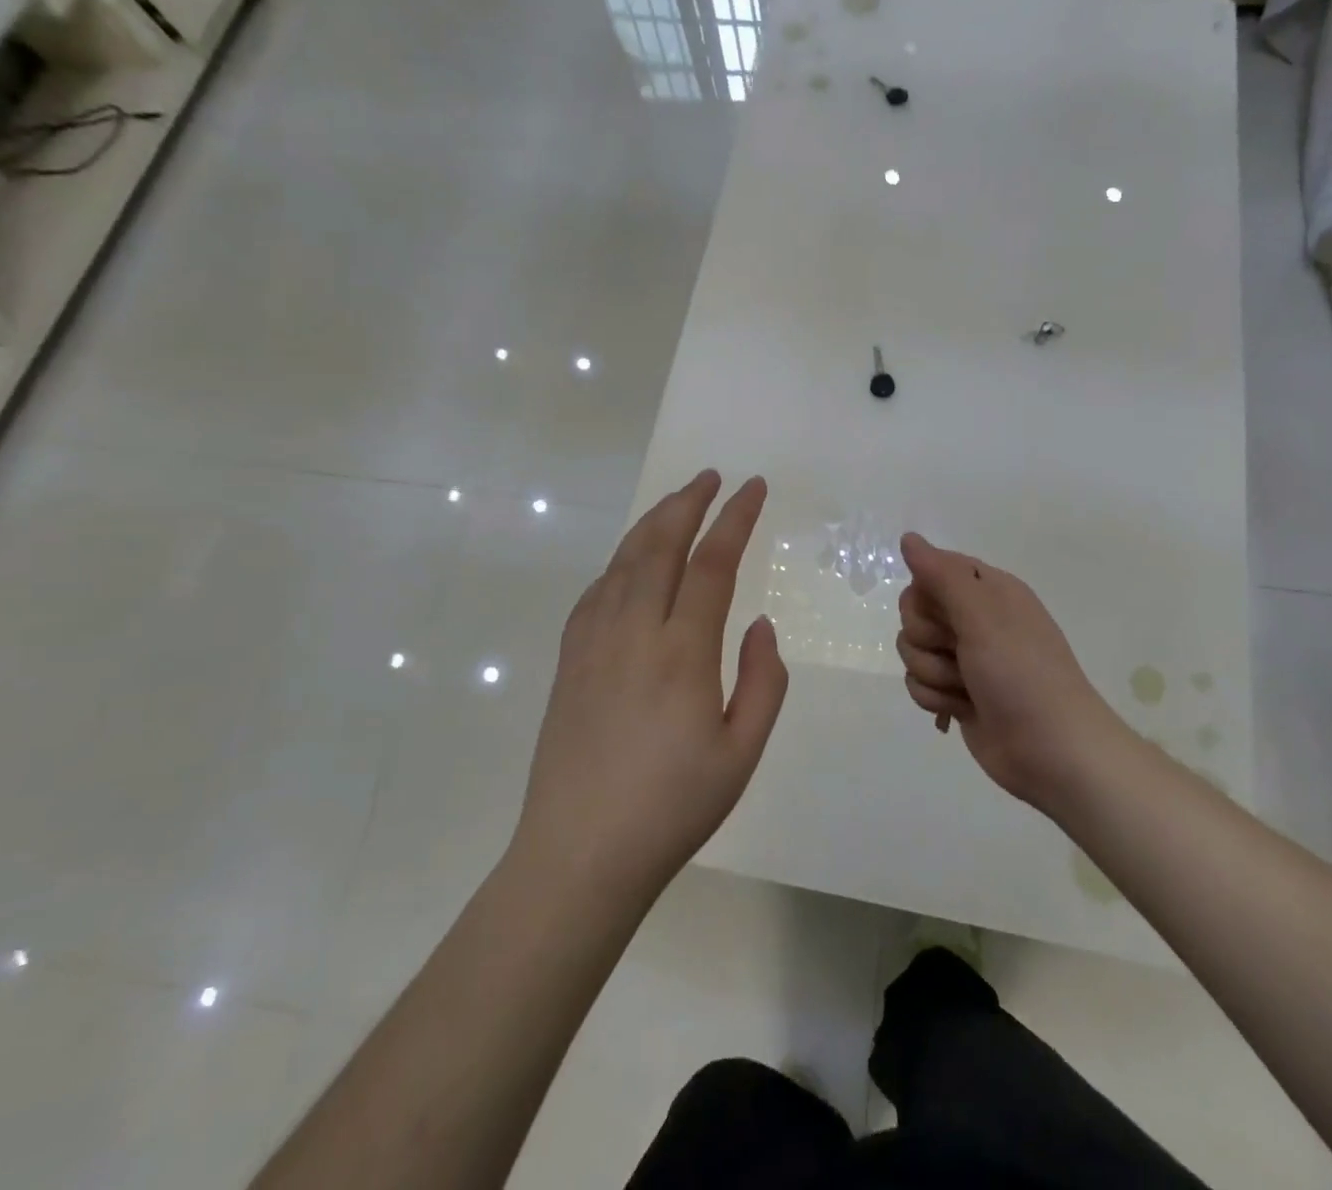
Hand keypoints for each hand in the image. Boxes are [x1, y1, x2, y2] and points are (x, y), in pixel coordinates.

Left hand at [513, 471, 787, 899]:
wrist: (578, 855)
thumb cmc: (672, 808)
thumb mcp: (742, 753)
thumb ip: (762, 681)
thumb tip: (759, 624)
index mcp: (682, 653)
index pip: (712, 563)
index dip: (734, 518)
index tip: (752, 487)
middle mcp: (633, 633)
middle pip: (660, 546)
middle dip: (688, 502)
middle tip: (711, 476)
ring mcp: (593, 644)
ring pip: (623, 561)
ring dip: (652, 523)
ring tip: (676, 502)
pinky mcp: (568, 661)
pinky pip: (595, 591)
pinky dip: (619, 562)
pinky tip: (630, 562)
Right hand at [896, 533, 1123, 812]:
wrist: (1053, 752)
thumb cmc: (1022, 675)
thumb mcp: (983, 616)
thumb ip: (942, 575)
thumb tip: (909, 537)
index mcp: (989, 591)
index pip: (931, 572)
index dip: (927, 596)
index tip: (945, 615)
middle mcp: (975, 619)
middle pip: (914, 613)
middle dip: (927, 639)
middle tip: (959, 653)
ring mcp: (965, 659)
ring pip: (912, 651)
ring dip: (933, 673)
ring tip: (967, 689)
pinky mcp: (956, 693)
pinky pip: (918, 684)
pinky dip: (936, 699)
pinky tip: (961, 710)